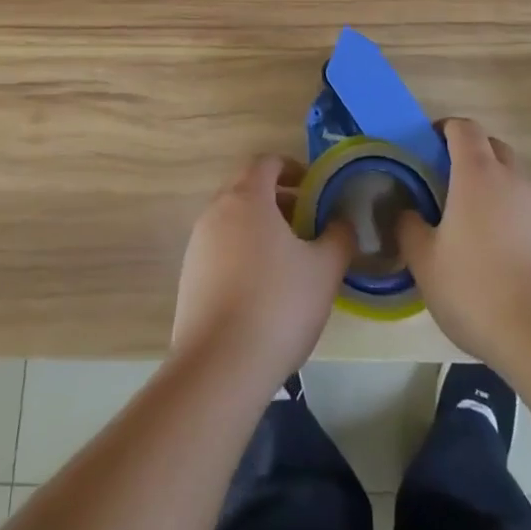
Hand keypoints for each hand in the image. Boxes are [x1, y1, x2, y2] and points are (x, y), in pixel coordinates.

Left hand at [171, 155, 354, 387]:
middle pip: (247, 187)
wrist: (219, 366)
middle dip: (277, 197)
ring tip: (288, 257)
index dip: (292, 167)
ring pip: (232, 218)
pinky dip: (242, 251)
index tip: (314, 188)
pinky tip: (261, 287)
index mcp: (247, 197)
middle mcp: (216, 211)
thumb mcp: (324, 270)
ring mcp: (198, 244)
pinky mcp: (188, 276)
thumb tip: (342, 222)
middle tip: (305, 220)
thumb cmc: (277, 305)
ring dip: (259, 225)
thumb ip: (339, 237)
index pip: (267, 162)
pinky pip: (219, 248)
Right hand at [397, 118, 530, 372]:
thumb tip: (406, 211)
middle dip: (470, 153)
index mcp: (477, 174)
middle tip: (446, 180)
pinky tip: (499, 253)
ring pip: (513, 179)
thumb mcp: (425, 263)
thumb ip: (409, 228)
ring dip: (492, 186)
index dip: (444, 128)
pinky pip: (528, 209)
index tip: (428, 144)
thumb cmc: (477, 290)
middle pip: (492, 146)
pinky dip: (511, 215)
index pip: (464, 128)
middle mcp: (513, 179)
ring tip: (471, 221)